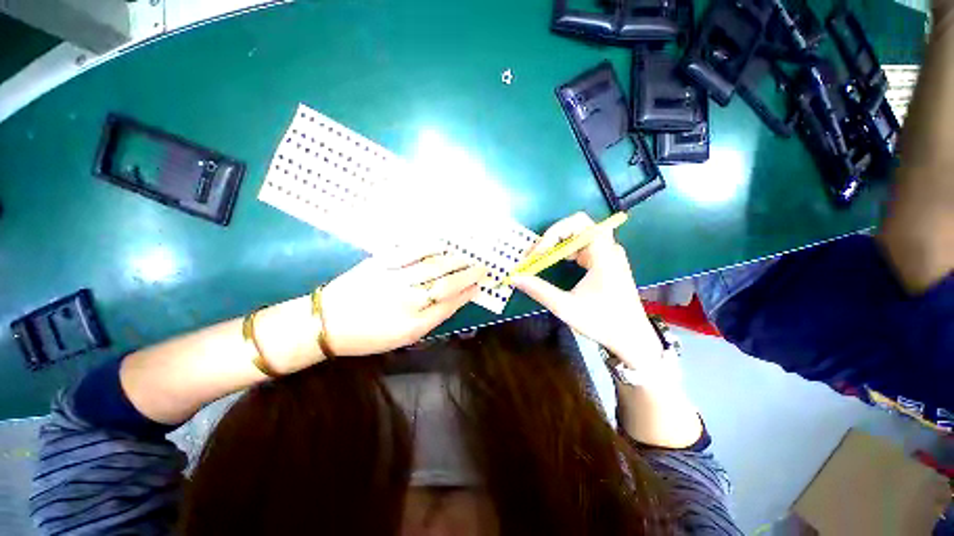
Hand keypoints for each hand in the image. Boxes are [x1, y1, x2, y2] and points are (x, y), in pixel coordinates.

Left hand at [319, 248, 484, 356]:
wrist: (326, 323)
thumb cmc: (367, 336)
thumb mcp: (402, 338)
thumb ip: (430, 320)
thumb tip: (453, 300)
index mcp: (413, 325)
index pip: (450, 305)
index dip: (467, 294)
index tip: (479, 286)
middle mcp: (407, 301)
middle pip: (447, 284)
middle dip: (469, 275)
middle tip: (482, 268)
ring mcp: (394, 279)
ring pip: (433, 266)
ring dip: (455, 261)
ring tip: (466, 259)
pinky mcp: (380, 263)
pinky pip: (410, 251)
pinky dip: (429, 247)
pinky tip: (441, 247)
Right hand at [513, 213, 661, 367]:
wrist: (632, 339)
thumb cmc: (602, 322)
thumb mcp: (565, 307)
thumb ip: (538, 290)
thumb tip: (514, 277)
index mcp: (604, 254)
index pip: (578, 223)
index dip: (553, 232)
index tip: (538, 253)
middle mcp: (608, 248)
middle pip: (577, 226)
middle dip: (552, 237)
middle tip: (535, 254)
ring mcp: (608, 255)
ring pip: (579, 236)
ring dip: (558, 244)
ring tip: (541, 259)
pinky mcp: (606, 263)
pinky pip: (583, 247)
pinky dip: (566, 252)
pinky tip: (558, 263)